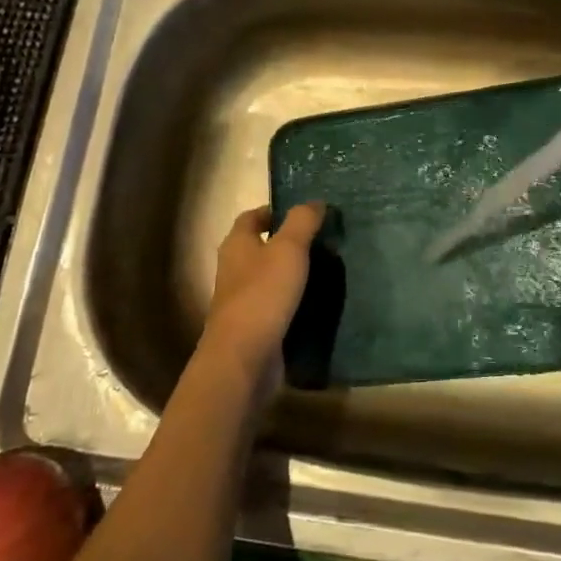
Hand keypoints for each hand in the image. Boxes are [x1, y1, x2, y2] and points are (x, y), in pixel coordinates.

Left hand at [201, 203, 324, 398]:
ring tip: (326, 268)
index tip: (304, 212)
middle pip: (259, 246)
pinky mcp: (254, 326)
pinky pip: (275, 305)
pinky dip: (292, 300)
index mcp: (237, 244)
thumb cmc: (263, 294)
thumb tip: (315, 201)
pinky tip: (317, 301)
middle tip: (322, 239)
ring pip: (268, 276)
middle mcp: (234, 268)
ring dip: (291, 272)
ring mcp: (242, 300)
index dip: (275, 211)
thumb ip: (302, 222)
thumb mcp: (289, 249)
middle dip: (286, 241)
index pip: (252, 216)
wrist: (244, 359)